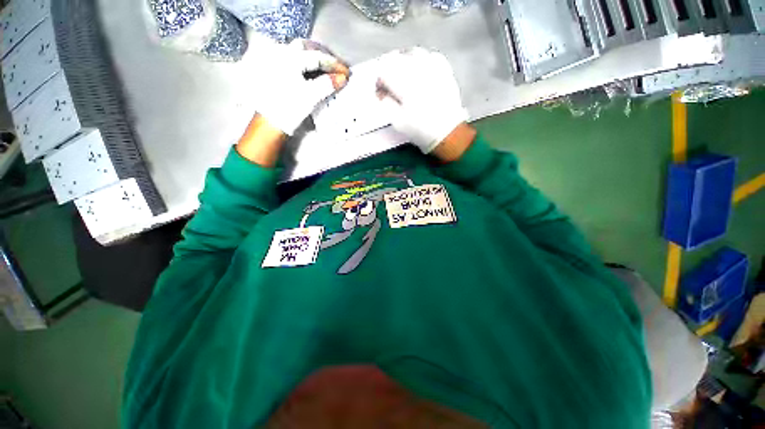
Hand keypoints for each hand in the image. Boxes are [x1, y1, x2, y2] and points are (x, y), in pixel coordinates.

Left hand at [253, 39, 349, 135]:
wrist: (269, 123)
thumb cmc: (289, 109)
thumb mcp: (310, 96)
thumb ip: (327, 84)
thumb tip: (342, 78)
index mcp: (290, 59)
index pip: (317, 57)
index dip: (334, 64)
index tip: (347, 73)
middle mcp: (281, 55)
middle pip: (306, 48)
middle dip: (323, 55)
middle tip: (337, 66)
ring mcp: (276, 63)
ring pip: (298, 53)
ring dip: (314, 58)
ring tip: (327, 68)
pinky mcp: (275, 73)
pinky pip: (294, 62)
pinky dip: (306, 65)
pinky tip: (313, 73)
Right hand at [376, 47, 468, 153]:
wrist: (447, 132)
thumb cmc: (421, 130)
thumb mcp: (398, 122)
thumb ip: (386, 104)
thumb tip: (381, 93)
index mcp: (405, 85)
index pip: (385, 72)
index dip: (379, 81)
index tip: (380, 91)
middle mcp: (419, 72)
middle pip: (397, 59)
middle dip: (389, 69)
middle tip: (388, 82)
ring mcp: (434, 70)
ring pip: (414, 53)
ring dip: (405, 61)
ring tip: (402, 72)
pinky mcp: (445, 72)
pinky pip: (432, 56)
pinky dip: (423, 60)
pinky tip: (421, 69)